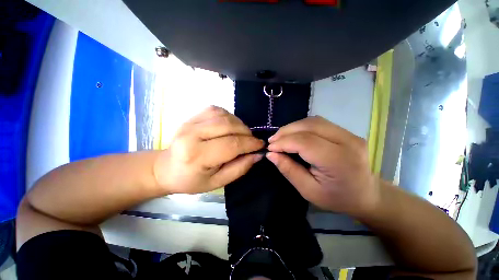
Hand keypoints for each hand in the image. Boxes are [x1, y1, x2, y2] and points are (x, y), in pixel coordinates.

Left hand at [154, 106, 263, 193]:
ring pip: (224, 115)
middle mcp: (192, 134)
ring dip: (239, 124)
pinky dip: (229, 116)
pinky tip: (230, 126)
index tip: (260, 145)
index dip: (250, 144)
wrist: (166, 168)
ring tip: (242, 134)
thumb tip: (257, 155)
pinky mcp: (192, 116)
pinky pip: (216, 110)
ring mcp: (191, 122)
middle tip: (252, 141)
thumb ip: (239, 168)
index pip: (231, 145)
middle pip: (228, 126)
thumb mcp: (217, 182)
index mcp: (197, 155)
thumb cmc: (191, 179)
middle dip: (246, 133)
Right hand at [266, 116, 379, 216]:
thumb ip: (289, 170)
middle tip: (273, 141)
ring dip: (293, 127)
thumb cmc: (337, 198)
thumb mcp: (308, 190)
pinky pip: (318, 123)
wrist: (367, 195)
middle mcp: (347, 141)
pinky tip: (294, 135)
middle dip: (286, 131)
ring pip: (313, 121)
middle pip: (309, 126)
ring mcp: (349, 134)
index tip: (270, 148)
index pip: (304, 142)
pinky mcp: (346, 132)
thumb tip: (271, 154)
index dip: (283, 142)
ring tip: (281, 137)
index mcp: (338, 160)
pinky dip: (302, 127)